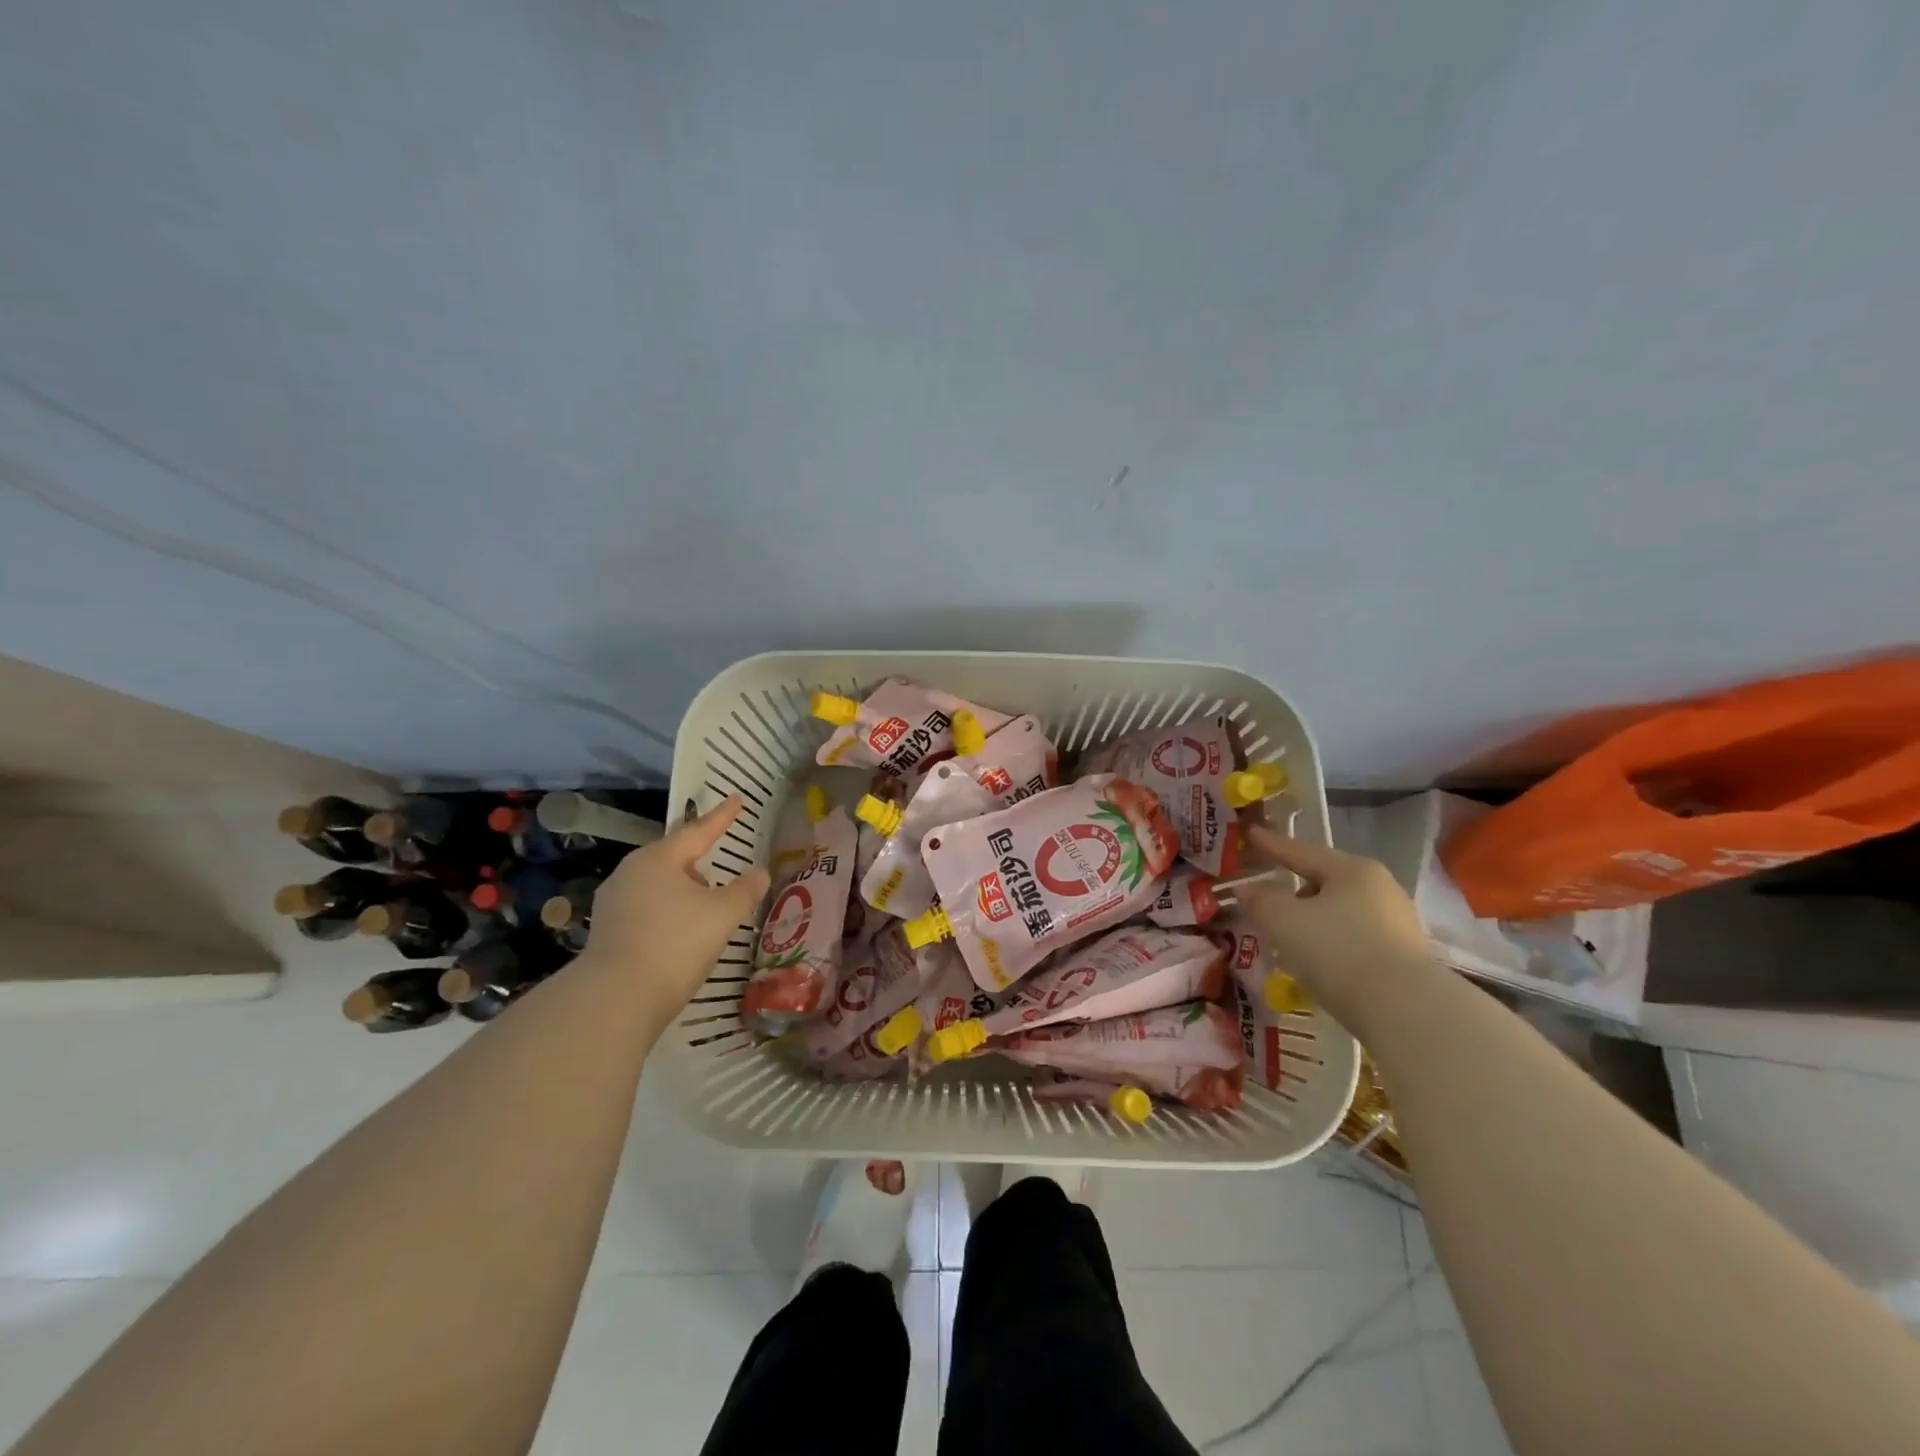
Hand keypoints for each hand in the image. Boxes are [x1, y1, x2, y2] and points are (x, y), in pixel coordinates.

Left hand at [577, 796, 769, 1028]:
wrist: (616, 999)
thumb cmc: (675, 943)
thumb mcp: (722, 915)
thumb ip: (744, 890)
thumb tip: (759, 873)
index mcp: (658, 859)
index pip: (698, 831)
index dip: (721, 817)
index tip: (736, 800)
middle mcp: (630, 873)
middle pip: (673, 857)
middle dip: (697, 857)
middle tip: (718, 854)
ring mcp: (613, 903)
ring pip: (657, 884)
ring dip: (683, 888)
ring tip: (704, 899)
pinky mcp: (607, 932)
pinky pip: (646, 909)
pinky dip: (667, 911)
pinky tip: (680, 929)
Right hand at [1234, 826, 1434, 1032]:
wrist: (1406, 1012)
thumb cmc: (1338, 951)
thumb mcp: (1284, 921)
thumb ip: (1260, 900)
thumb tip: (1246, 889)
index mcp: (1353, 870)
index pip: (1301, 852)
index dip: (1271, 845)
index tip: (1250, 834)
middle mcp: (1381, 889)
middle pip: (1324, 882)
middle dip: (1294, 890)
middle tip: (1266, 897)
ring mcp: (1397, 925)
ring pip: (1340, 913)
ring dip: (1312, 921)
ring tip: (1288, 936)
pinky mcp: (1404, 959)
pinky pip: (1355, 940)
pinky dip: (1331, 944)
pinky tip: (1317, 962)